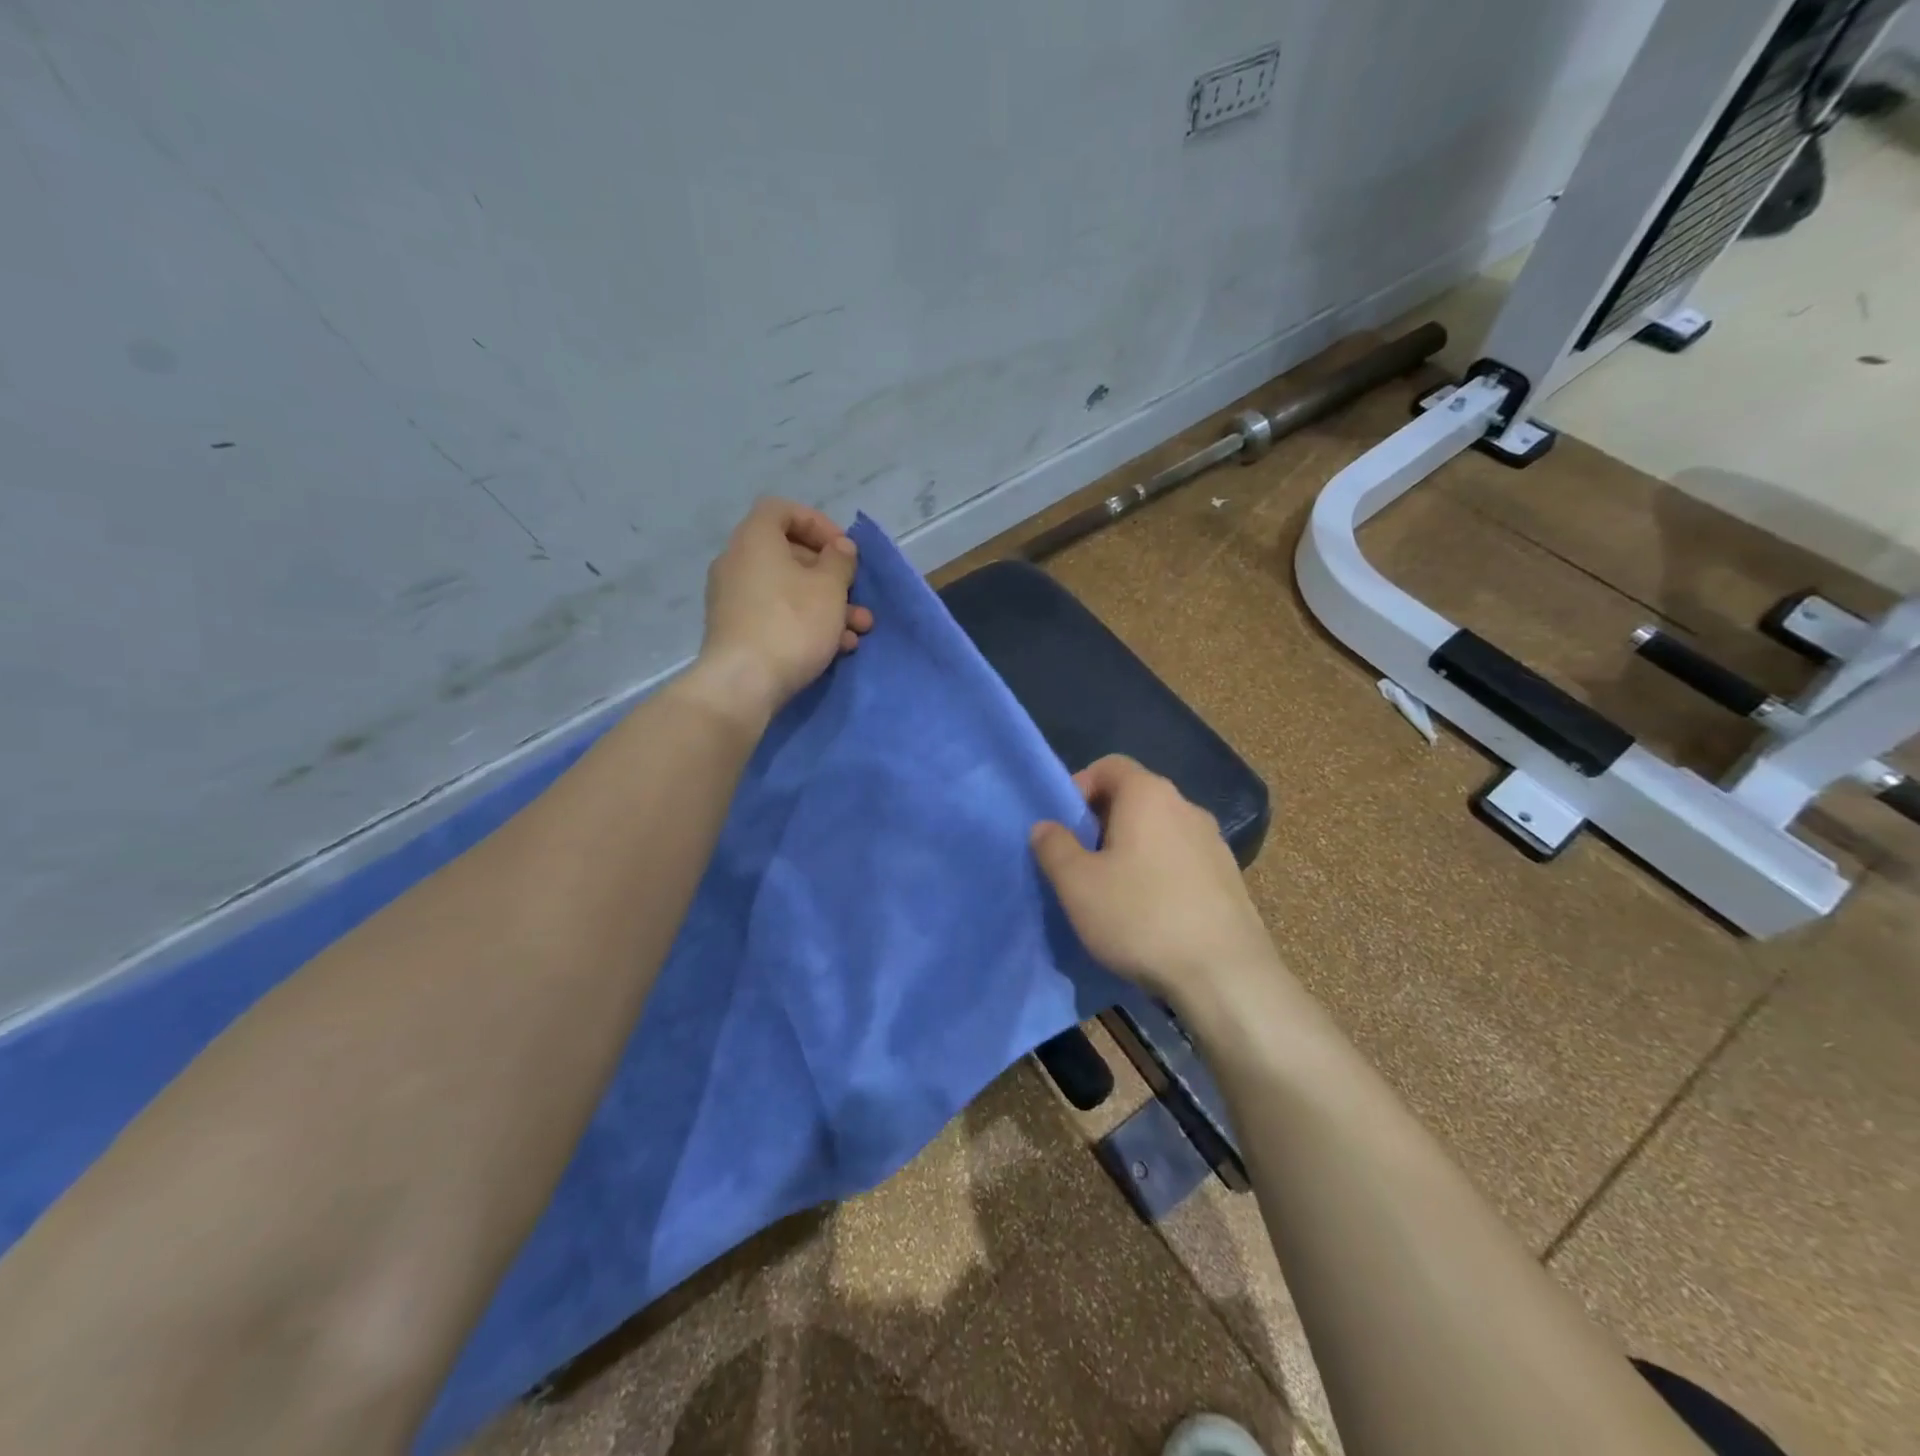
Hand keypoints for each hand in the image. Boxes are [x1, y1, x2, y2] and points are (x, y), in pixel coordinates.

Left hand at [686, 498, 874, 727]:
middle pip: (789, 555)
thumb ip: (840, 561)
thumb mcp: (830, 588)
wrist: (743, 684)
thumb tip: (838, 549)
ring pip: (788, 591)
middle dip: (831, 576)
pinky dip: (805, 624)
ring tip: (858, 630)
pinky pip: (776, 616)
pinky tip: (836, 649)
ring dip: (826, 606)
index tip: (844, 550)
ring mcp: (733, 599)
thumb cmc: (791, 624)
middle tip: (856, 594)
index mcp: (755, 540)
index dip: (818, 523)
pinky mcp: (736, 632)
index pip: (782, 510)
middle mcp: (737, 563)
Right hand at [1031, 755, 1278, 1011]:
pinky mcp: (1229, 877)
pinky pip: (1182, 859)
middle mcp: (1186, 806)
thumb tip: (1046, 826)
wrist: (1225, 975)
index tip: (1065, 826)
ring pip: (1159, 830)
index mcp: (1149, 795)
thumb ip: (1053, 847)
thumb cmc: (1140, 917)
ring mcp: (1213, 842)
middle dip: (1102, 822)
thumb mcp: (1077, 884)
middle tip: (1081, 862)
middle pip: (1135, 797)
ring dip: (1132, 849)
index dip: (1080, 786)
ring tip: (1113, 892)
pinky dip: (1159, 872)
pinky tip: (1150, 913)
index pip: (1110, 765)